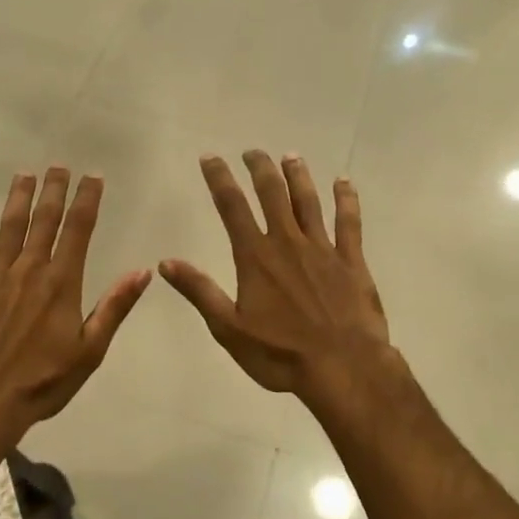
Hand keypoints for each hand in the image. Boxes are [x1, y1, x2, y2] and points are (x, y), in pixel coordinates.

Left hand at [0, 168, 150, 436]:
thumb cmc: (41, 382)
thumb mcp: (90, 351)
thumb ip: (114, 307)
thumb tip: (143, 271)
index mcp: (63, 283)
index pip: (80, 230)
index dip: (88, 199)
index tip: (93, 177)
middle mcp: (30, 269)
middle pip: (46, 219)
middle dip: (55, 189)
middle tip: (60, 165)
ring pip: (10, 224)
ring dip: (20, 196)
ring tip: (26, 173)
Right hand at [159, 152, 396, 410]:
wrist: (344, 367)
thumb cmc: (281, 353)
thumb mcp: (229, 328)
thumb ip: (200, 291)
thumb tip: (165, 262)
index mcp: (256, 257)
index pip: (232, 207)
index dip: (219, 179)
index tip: (211, 157)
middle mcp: (287, 242)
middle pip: (272, 194)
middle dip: (260, 168)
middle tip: (252, 151)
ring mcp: (323, 249)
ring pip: (308, 201)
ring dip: (298, 176)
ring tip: (290, 156)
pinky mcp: (352, 261)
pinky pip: (349, 222)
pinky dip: (346, 200)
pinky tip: (344, 182)